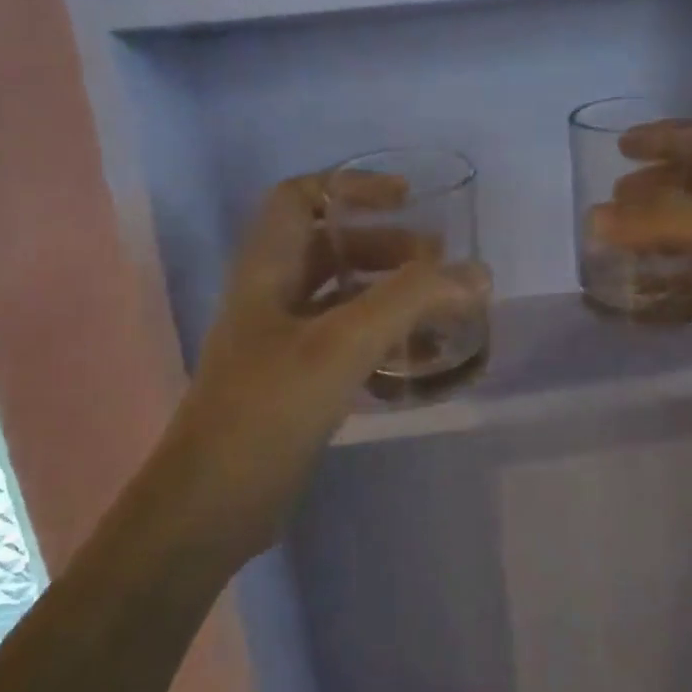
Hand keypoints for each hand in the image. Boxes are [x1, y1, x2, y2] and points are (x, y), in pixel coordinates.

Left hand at [154, 172, 487, 557]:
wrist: (213, 504)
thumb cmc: (268, 409)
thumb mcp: (341, 344)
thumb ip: (410, 301)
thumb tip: (477, 274)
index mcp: (267, 269)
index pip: (300, 196)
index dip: (352, 187)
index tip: (407, 199)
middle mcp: (272, 297)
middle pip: (332, 248)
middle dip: (388, 248)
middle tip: (439, 266)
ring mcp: (284, 343)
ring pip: (344, 298)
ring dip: (392, 296)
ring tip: (442, 310)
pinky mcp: (298, 383)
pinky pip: (348, 344)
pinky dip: (385, 341)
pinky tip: (419, 361)